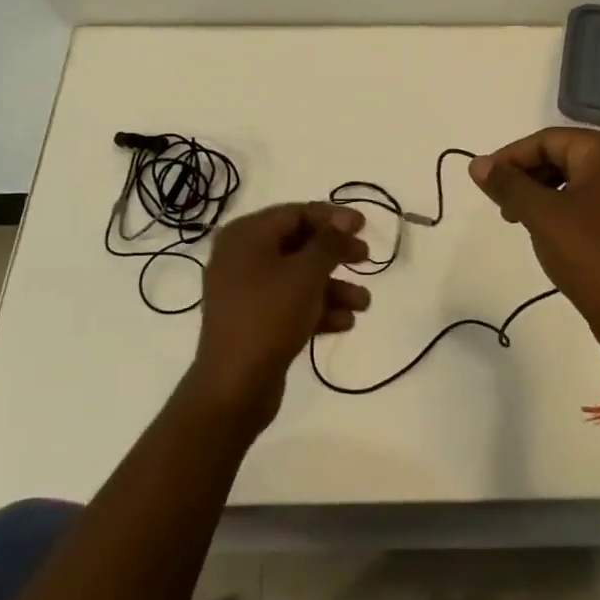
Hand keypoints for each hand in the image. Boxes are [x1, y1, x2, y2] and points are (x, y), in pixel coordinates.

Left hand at [184, 202, 370, 433]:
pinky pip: (290, 304)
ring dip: (333, 287)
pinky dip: (317, 309)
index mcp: (246, 235)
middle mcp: (241, 257)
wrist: (234, 386)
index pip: (295, 213)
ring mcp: (245, 291)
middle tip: (366, 258)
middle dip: (335, 253)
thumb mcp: (306, 273)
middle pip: (298, 244)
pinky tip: (345, 323)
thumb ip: (329, 242)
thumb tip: (343, 219)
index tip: (364, 226)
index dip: (332, 217)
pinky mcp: (253, 322)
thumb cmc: (269, 315)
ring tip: (363, 303)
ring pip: (297, 278)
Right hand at [470, 128, 599, 344]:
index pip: (547, 140)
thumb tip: (476, 164)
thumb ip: (507, 184)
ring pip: (576, 177)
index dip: (510, 158)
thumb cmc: (588, 252)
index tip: (484, 181)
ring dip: (542, 192)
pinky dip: (564, 205)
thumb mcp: (540, 214)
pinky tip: (546, 227)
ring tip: (518, 218)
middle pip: (563, 155)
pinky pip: (592, 196)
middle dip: (527, 176)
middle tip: (501, 203)